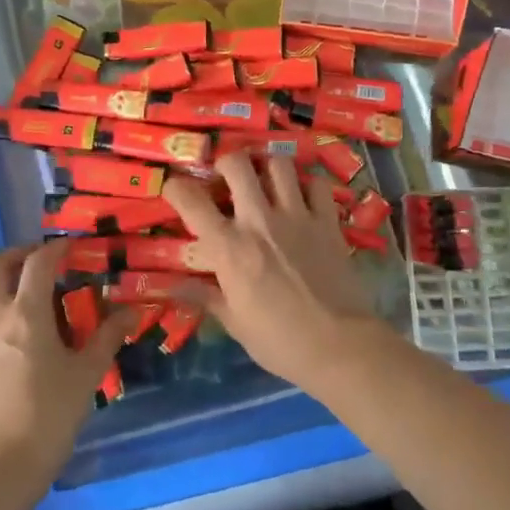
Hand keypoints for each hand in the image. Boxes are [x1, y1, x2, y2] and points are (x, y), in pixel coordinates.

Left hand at [0, 242, 129, 491]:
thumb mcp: (87, 374)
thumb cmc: (51, 415)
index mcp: (26, 314)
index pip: (38, 262)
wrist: (1, 467)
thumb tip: (130, 312)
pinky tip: (18, 342)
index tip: (73, 248)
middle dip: (18, 255)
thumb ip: (107, 336)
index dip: (57, 248)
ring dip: (6, 285)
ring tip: (34, 304)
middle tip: (43, 264)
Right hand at [163, 153, 377, 392]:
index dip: (176, 187)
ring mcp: (297, 216)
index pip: (191, 201)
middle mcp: (259, 220)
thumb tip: (170, 286)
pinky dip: (308, 185)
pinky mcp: (327, 221)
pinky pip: (317, 183)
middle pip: (236, 164)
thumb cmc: (280, 341)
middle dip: (226, 163)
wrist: (339, 346)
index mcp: (229, 247)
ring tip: (267, 182)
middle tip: (227, 178)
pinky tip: (304, 199)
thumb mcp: (234, 322)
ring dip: (268, 168)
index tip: (175, 189)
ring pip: (278, 164)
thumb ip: (204, 296)